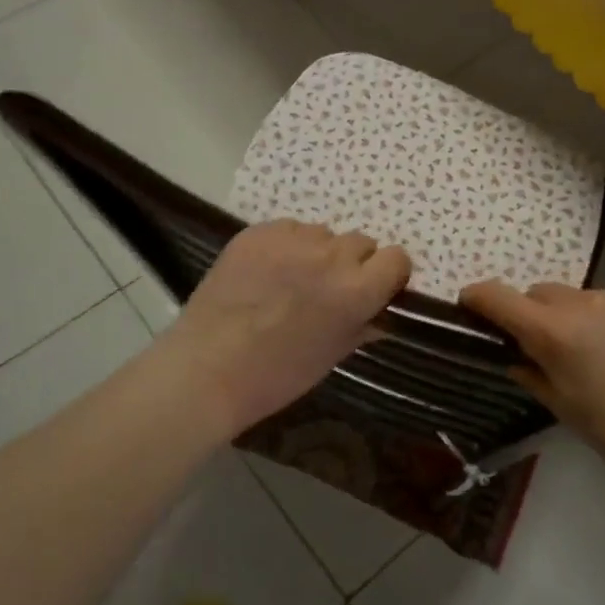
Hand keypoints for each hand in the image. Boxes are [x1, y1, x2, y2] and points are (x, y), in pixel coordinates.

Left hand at [163, 220, 410, 433]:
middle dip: (353, 264)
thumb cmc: (277, 375)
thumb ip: (364, 325)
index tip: (375, 289)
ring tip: (292, 281)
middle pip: (361, 243)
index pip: (397, 258)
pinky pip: (289, 230)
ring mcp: (292, 239)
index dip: (388, 274)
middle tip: (329, 289)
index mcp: (356, 290)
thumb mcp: (332, 355)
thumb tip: (382, 314)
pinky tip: (267, 273)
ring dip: (319, 253)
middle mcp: (331, 256)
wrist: (207, 368)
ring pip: (323, 234)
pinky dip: (286, 247)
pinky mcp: (258, 232)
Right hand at [459, 281, 604, 488]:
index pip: (499, 298)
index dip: (478, 298)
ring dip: (579, 317)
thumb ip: (532, 373)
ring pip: (582, 298)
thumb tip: (515, 355)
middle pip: (541, 294)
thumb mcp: (565, 408)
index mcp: (555, 333)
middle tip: (551, 348)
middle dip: (536, 315)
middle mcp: (584, 302)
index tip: (470, 304)